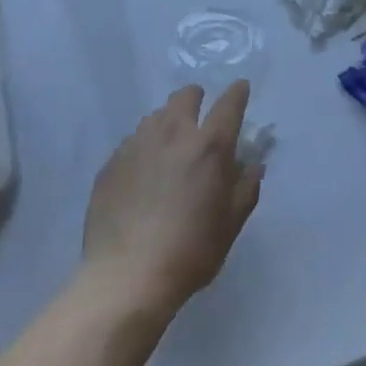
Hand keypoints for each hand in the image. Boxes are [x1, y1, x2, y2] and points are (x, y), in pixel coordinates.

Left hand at [82, 81, 263, 318]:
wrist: (126, 276)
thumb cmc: (190, 251)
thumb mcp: (231, 224)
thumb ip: (246, 188)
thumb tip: (253, 165)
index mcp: (209, 146)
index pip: (229, 104)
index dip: (237, 93)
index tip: (240, 88)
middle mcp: (173, 133)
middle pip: (185, 96)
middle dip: (196, 99)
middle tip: (199, 118)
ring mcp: (137, 144)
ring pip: (156, 116)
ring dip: (169, 122)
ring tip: (170, 147)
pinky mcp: (112, 161)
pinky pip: (133, 142)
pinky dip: (144, 148)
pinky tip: (143, 174)